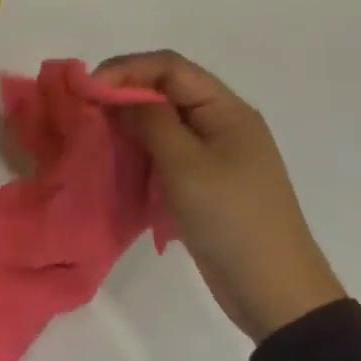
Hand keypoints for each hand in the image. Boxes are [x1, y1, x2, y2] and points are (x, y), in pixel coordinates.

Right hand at [96, 51, 344, 342]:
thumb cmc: (231, 220)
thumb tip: (120, 96)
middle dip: (124, 92)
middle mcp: (222, 123)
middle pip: (166, 89)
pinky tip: (117, 157)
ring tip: (96, 131)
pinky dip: (139, 147)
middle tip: (86, 109)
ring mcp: (214, 153)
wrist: (274, 293)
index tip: (90, 88)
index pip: (170, 67)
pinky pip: (165, 148)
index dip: (127, 69)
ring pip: (163, 119)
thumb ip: (150, 121)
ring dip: (129, 120)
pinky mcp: (204, 179)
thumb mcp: (185, 165)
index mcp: (227, 110)